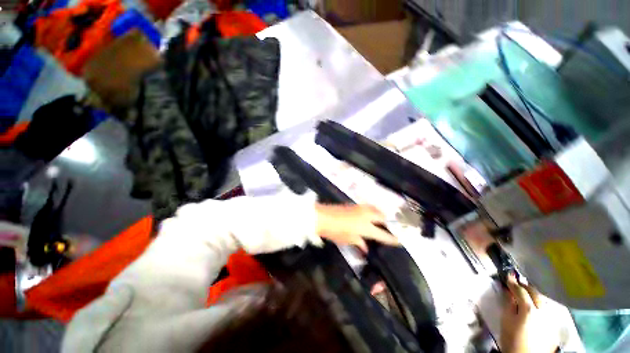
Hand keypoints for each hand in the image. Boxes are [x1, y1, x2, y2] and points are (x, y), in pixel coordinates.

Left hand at [315, 204, 398, 251]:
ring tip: (380, 221)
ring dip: (380, 214)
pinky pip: (368, 207)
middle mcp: (366, 215)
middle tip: (389, 228)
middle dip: (388, 222)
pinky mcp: (354, 205)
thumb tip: (365, 246)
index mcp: (366, 227)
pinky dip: (372, 211)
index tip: (399, 241)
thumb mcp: (348, 240)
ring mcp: (360, 208)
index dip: (391, 238)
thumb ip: (359, 243)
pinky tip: (369, 215)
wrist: (322, 217)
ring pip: (375, 209)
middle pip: (382, 217)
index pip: (382, 234)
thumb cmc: (335, 231)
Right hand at [500, 274, 560, 352]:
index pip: (520, 290)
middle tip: (516, 283)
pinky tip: (535, 305)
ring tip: (525, 293)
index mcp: (529, 309)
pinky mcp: (553, 324)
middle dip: (525, 286)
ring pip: (542, 299)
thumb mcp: (506, 320)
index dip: (513, 282)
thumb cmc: (512, 339)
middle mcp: (542, 310)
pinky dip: (539, 303)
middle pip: (535, 293)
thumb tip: (508, 290)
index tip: (508, 275)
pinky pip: (546, 308)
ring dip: (533, 294)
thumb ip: (508, 303)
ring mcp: (550, 317)